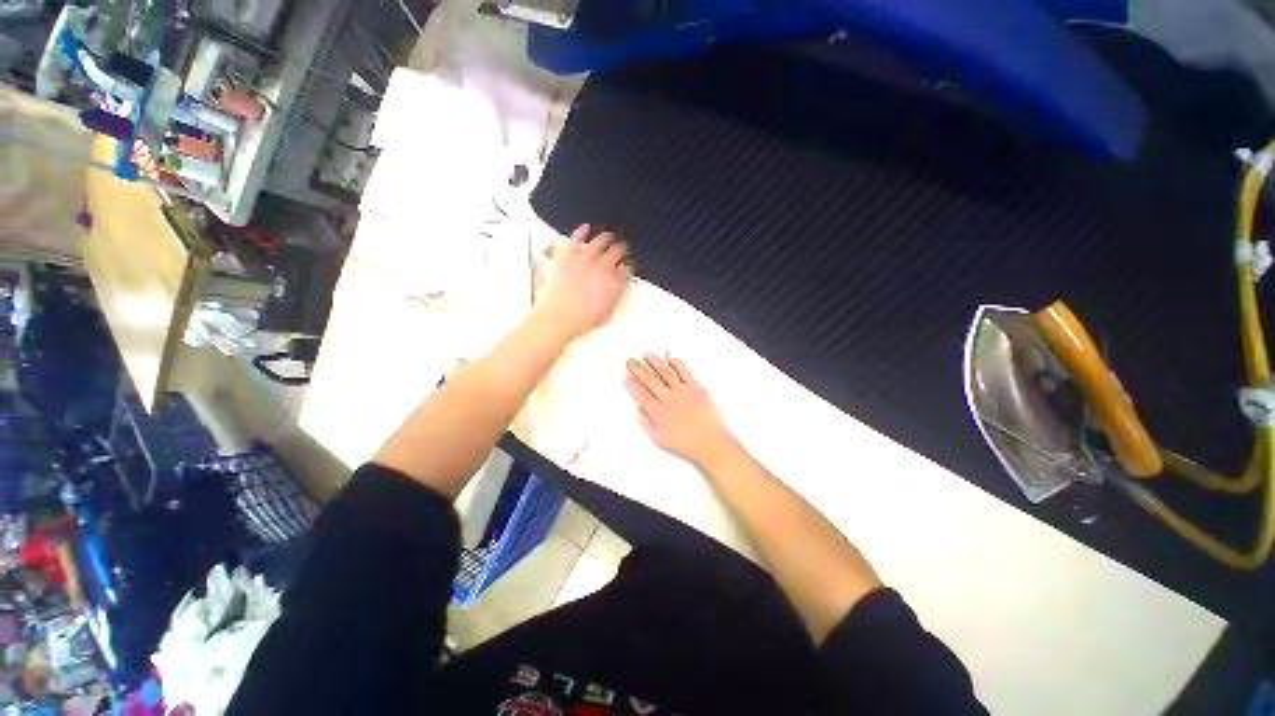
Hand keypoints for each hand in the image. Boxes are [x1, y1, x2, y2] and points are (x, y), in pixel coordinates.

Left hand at [535, 224, 629, 339]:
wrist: (558, 318)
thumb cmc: (581, 320)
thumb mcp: (606, 314)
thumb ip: (615, 297)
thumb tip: (619, 288)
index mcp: (615, 283)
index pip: (626, 268)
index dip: (626, 266)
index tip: (625, 265)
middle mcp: (603, 268)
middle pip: (617, 251)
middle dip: (621, 249)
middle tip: (621, 247)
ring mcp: (585, 259)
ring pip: (600, 241)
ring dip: (606, 237)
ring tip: (609, 235)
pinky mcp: (568, 255)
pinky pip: (577, 238)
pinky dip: (582, 231)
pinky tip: (586, 227)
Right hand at [625, 353, 739, 466]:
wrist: (711, 444)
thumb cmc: (687, 445)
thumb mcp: (659, 440)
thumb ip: (646, 423)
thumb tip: (637, 411)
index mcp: (658, 412)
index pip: (640, 393)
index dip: (632, 384)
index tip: (626, 377)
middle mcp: (669, 399)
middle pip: (650, 379)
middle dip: (638, 368)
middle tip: (631, 361)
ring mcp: (683, 392)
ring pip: (665, 372)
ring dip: (654, 361)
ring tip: (647, 354)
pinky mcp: (696, 389)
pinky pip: (685, 372)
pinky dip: (677, 363)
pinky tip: (670, 357)